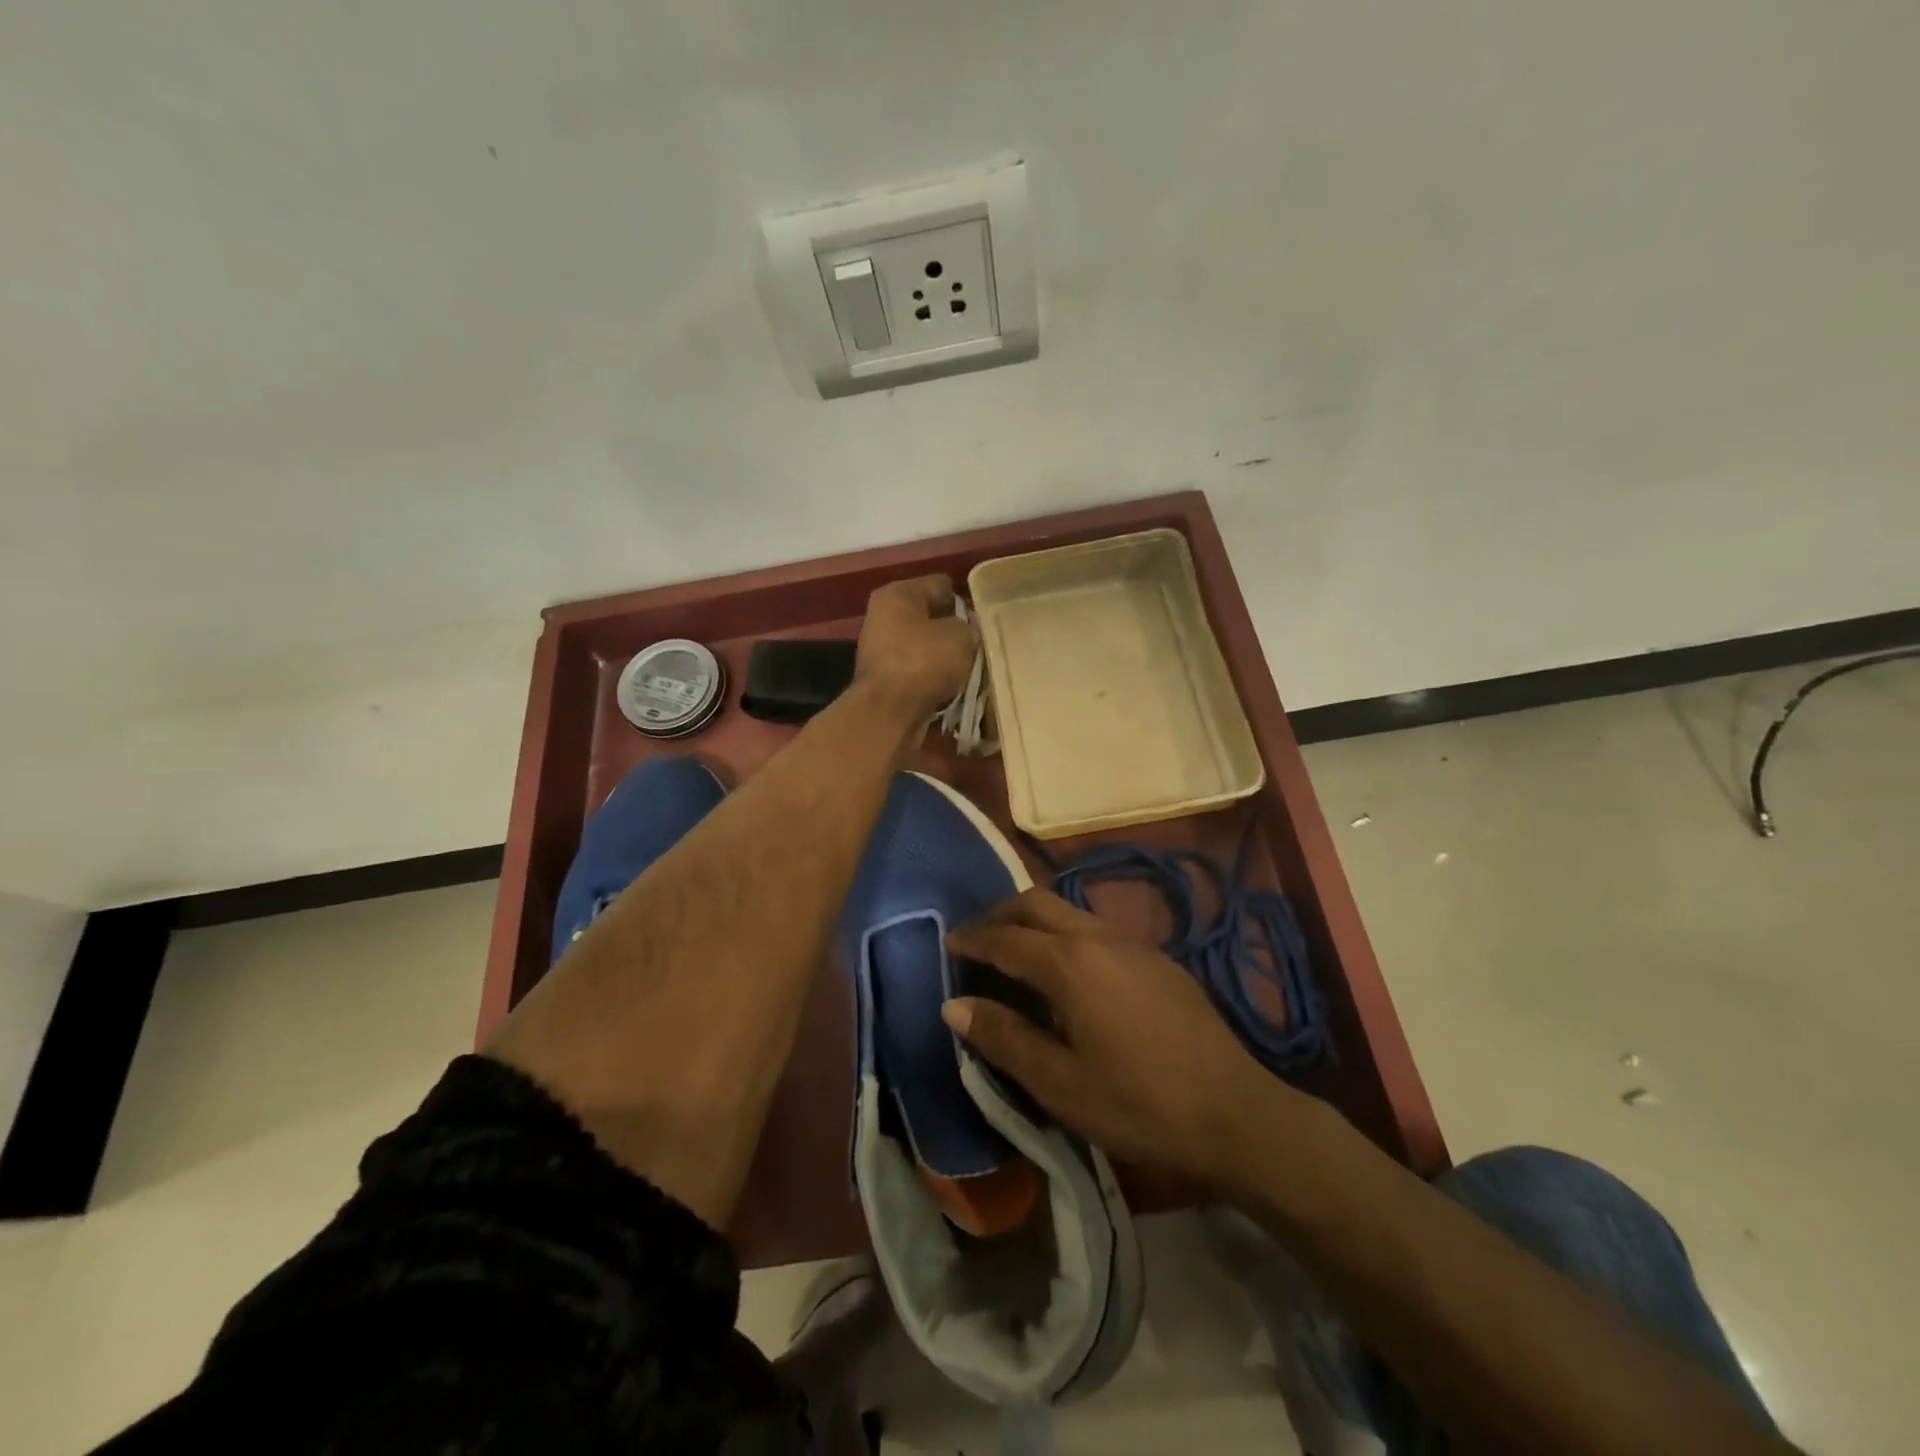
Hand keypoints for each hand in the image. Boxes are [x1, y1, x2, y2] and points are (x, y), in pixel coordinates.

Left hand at [854, 575, 976, 721]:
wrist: (889, 713)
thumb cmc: (924, 662)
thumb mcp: (961, 636)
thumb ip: (968, 626)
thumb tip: (965, 631)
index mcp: (897, 594)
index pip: (940, 585)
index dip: (965, 599)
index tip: (984, 617)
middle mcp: (883, 617)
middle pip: (930, 616)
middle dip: (954, 629)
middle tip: (980, 643)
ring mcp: (881, 650)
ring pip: (925, 646)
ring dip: (945, 656)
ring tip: (971, 667)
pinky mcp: (884, 679)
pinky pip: (919, 671)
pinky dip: (934, 677)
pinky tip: (954, 686)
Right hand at [943, 888, 1287, 1186]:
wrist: (1236, 1113)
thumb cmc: (1139, 1104)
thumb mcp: (1060, 1083)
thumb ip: (1004, 1038)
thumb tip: (954, 1005)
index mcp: (1070, 963)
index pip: (1007, 939)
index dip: (973, 939)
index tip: (949, 943)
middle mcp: (1099, 937)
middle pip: (1038, 904)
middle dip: (1001, 914)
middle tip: (976, 938)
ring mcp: (1134, 944)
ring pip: (1071, 912)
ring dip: (1036, 922)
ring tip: (1015, 953)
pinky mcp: (1159, 960)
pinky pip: (1097, 930)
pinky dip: (1066, 936)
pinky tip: (1069, 974)